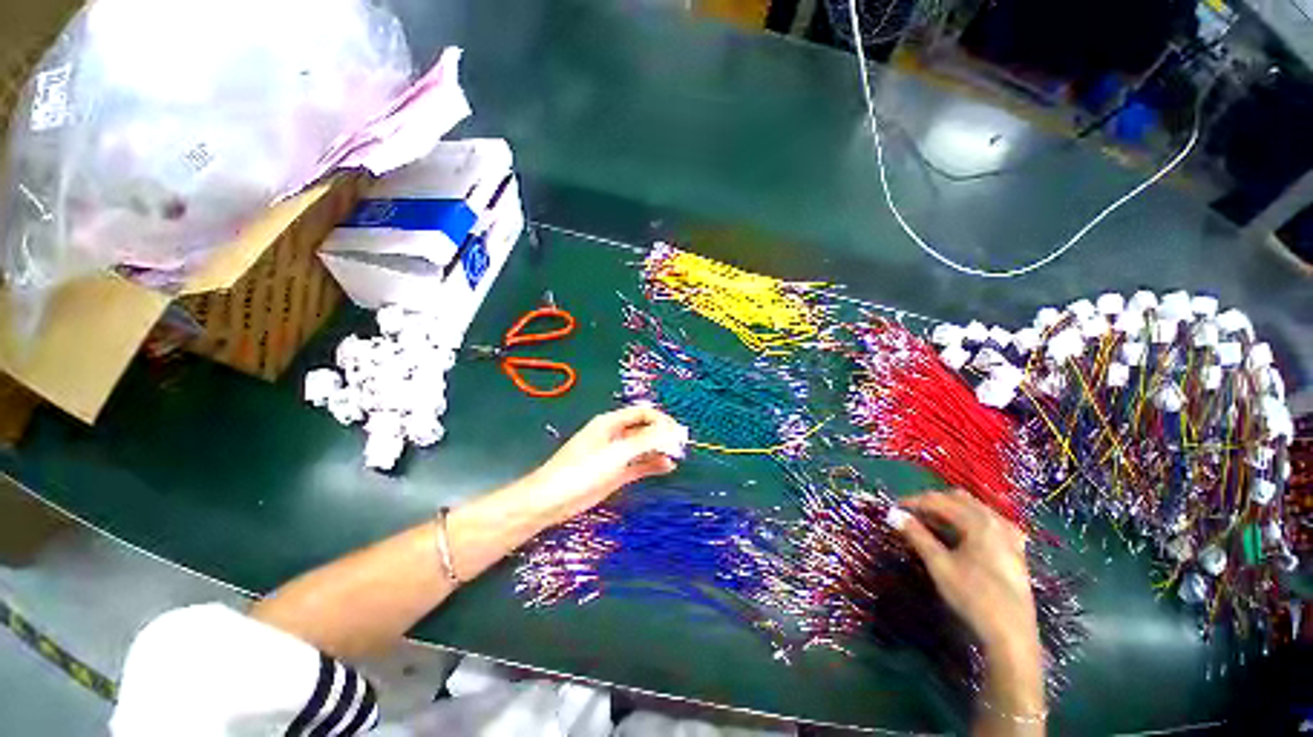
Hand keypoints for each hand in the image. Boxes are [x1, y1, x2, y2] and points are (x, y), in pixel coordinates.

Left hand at [522, 405, 686, 526]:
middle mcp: (615, 435)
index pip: (643, 412)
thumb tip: (673, 430)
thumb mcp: (616, 453)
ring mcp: (615, 454)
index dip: (662, 419)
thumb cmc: (582, 471)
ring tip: (678, 456)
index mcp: (611, 422)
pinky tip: (667, 467)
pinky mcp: (615, 473)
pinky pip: (639, 464)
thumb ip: (645, 441)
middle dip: (663, 434)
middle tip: (682, 445)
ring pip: (643, 446)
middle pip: (644, 428)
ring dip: (660, 449)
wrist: (552, 500)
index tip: (678, 433)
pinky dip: (653, 464)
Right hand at [893, 489, 1037, 656]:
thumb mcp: (939, 565)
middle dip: (932, 504)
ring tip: (929, 525)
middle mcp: (996, 521)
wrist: (1011, 635)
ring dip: (949, 512)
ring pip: (974, 510)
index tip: (893, 509)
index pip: (939, 501)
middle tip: (910, 515)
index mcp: (978, 521)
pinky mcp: (1015, 550)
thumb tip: (893, 514)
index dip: (913, 502)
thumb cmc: (973, 596)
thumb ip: (916, 535)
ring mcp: (1010, 535)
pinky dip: (968, 523)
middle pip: (958, 500)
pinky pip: (988, 524)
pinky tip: (960, 536)